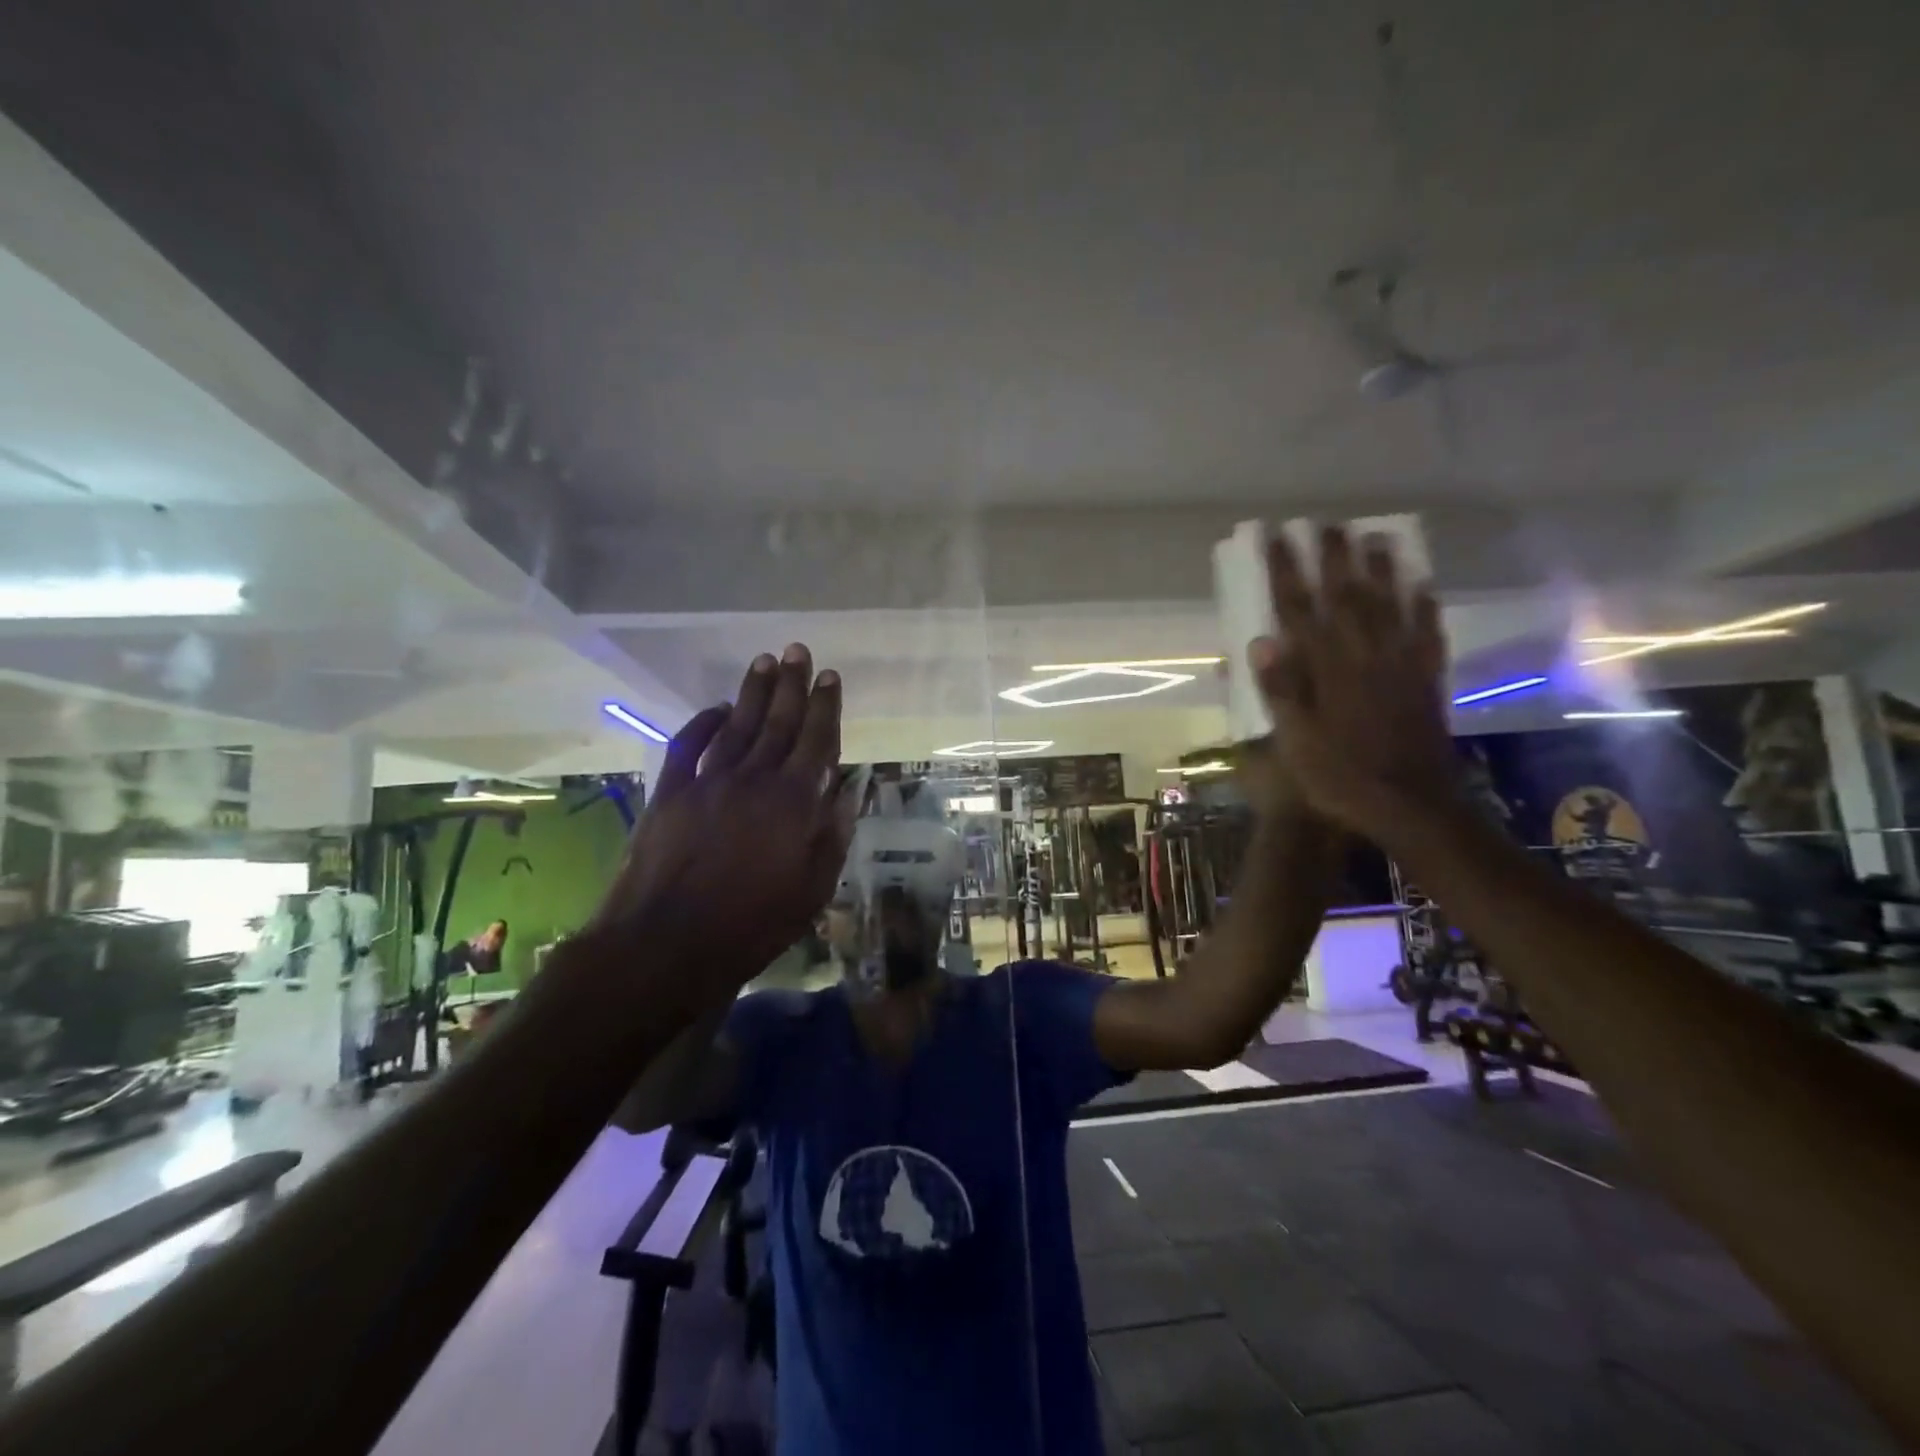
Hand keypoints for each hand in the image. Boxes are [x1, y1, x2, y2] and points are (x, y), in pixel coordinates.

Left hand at [592, 644, 857, 1001]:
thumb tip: (849, 790)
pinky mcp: (671, 792)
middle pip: (778, 721)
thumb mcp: (812, 889)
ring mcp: (709, 781)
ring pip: (737, 724)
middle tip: (797, 650)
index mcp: (795, 801)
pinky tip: (716, 708)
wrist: (667, 944)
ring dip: (752, 692)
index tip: (829, 676)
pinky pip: (688, 745)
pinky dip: (702, 722)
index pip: (817, 740)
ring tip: (764, 661)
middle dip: (791, 684)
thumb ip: (833, 834)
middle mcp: (755, 779)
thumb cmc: (752, 924)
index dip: (824, 706)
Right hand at [1252, 526, 1458, 837]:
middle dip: (1334, 558)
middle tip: (1327, 524)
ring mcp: (1401, 667)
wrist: (1412, 807)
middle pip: (1347, 596)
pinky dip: (1425, 608)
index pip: (1299, 610)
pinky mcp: (1426, 682)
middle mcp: (1364, 657)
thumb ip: (1281, 691)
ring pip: (1391, 606)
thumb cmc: (1341, 778)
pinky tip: (1423, 588)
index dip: (1286, 571)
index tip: (1276, 537)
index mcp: (1326, 671)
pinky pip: (1427, 635)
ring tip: (1375, 538)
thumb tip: (1260, 642)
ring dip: (1382, 570)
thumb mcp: (1295, 743)